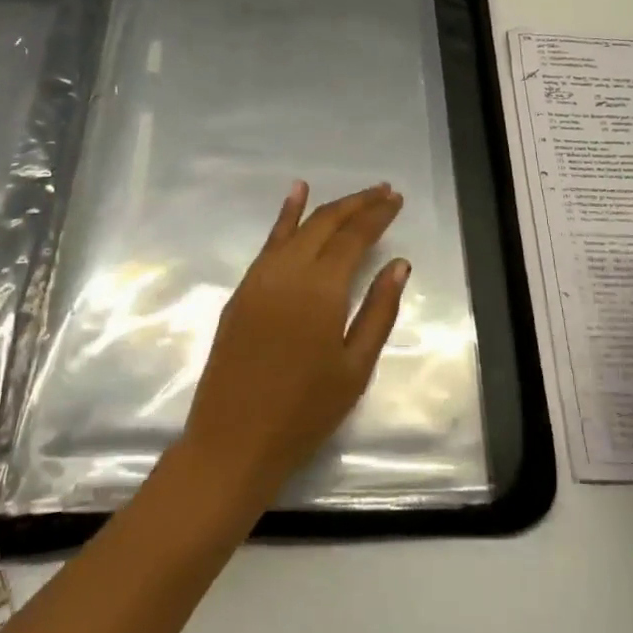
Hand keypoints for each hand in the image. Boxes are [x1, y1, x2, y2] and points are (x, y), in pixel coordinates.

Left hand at [179, 181, 409, 512]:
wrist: (233, 440)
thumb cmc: (304, 412)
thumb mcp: (355, 368)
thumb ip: (378, 310)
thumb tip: (399, 264)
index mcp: (321, 288)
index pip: (354, 236)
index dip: (377, 215)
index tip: (397, 199)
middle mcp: (289, 270)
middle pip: (326, 222)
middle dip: (357, 203)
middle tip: (384, 191)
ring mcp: (260, 276)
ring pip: (298, 226)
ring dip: (327, 207)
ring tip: (354, 195)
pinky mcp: (243, 289)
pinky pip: (270, 241)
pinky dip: (286, 215)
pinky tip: (296, 195)